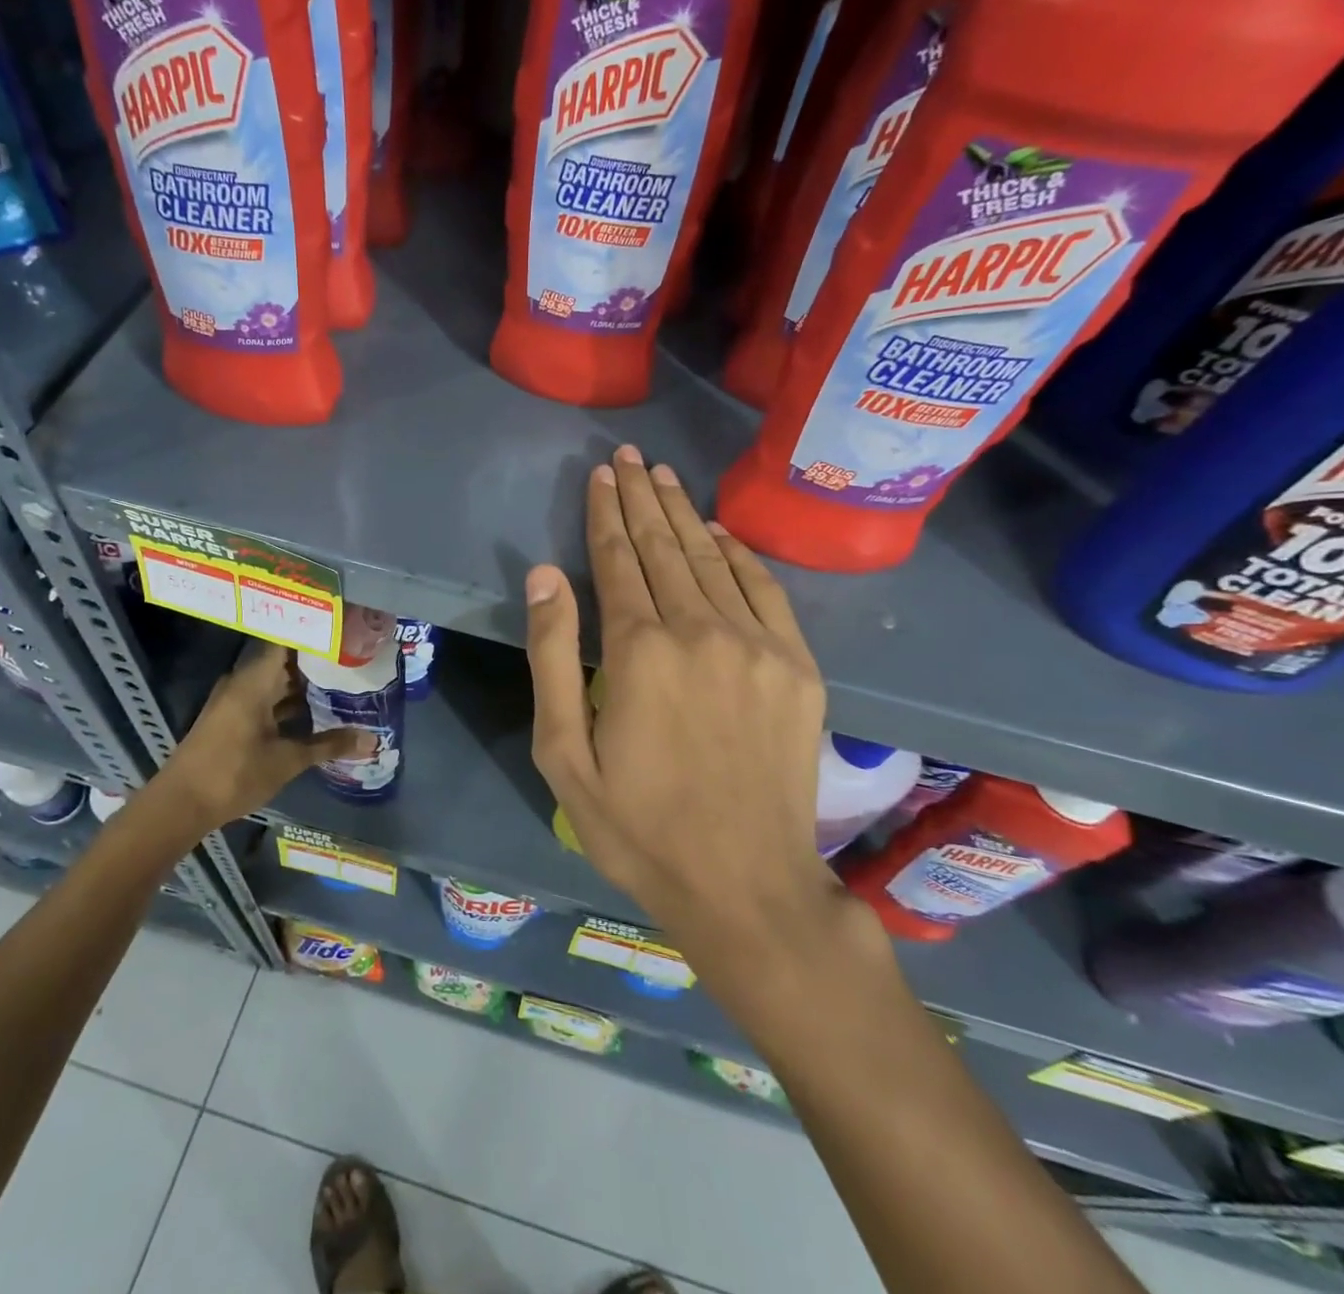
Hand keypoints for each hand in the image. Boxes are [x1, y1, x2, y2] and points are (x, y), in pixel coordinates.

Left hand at [154, 641, 374, 833]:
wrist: (179, 805)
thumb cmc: (234, 774)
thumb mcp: (287, 760)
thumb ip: (330, 745)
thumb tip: (372, 739)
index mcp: (254, 681)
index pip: (288, 641)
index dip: (316, 636)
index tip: (347, 633)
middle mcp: (243, 682)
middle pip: (285, 662)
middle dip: (318, 663)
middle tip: (356, 660)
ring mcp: (235, 701)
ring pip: (276, 683)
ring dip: (305, 686)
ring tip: (344, 684)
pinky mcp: (232, 719)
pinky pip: (267, 700)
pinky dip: (290, 704)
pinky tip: (317, 714)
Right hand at [524, 444, 846, 978]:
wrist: (747, 885)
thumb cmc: (638, 826)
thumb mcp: (564, 754)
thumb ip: (553, 657)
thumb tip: (544, 575)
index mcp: (639, 650)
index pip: (615, 560)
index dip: (605, 512)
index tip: (600, 474)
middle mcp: (701, 630)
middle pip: (664, 546)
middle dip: (642, 497)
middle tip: (630, 456)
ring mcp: (758, 645)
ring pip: (712, 559)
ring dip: (684, 514)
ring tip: (665, 477)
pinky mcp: (798, 667)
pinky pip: (764, 590)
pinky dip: (738, 554)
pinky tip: (719, 534)